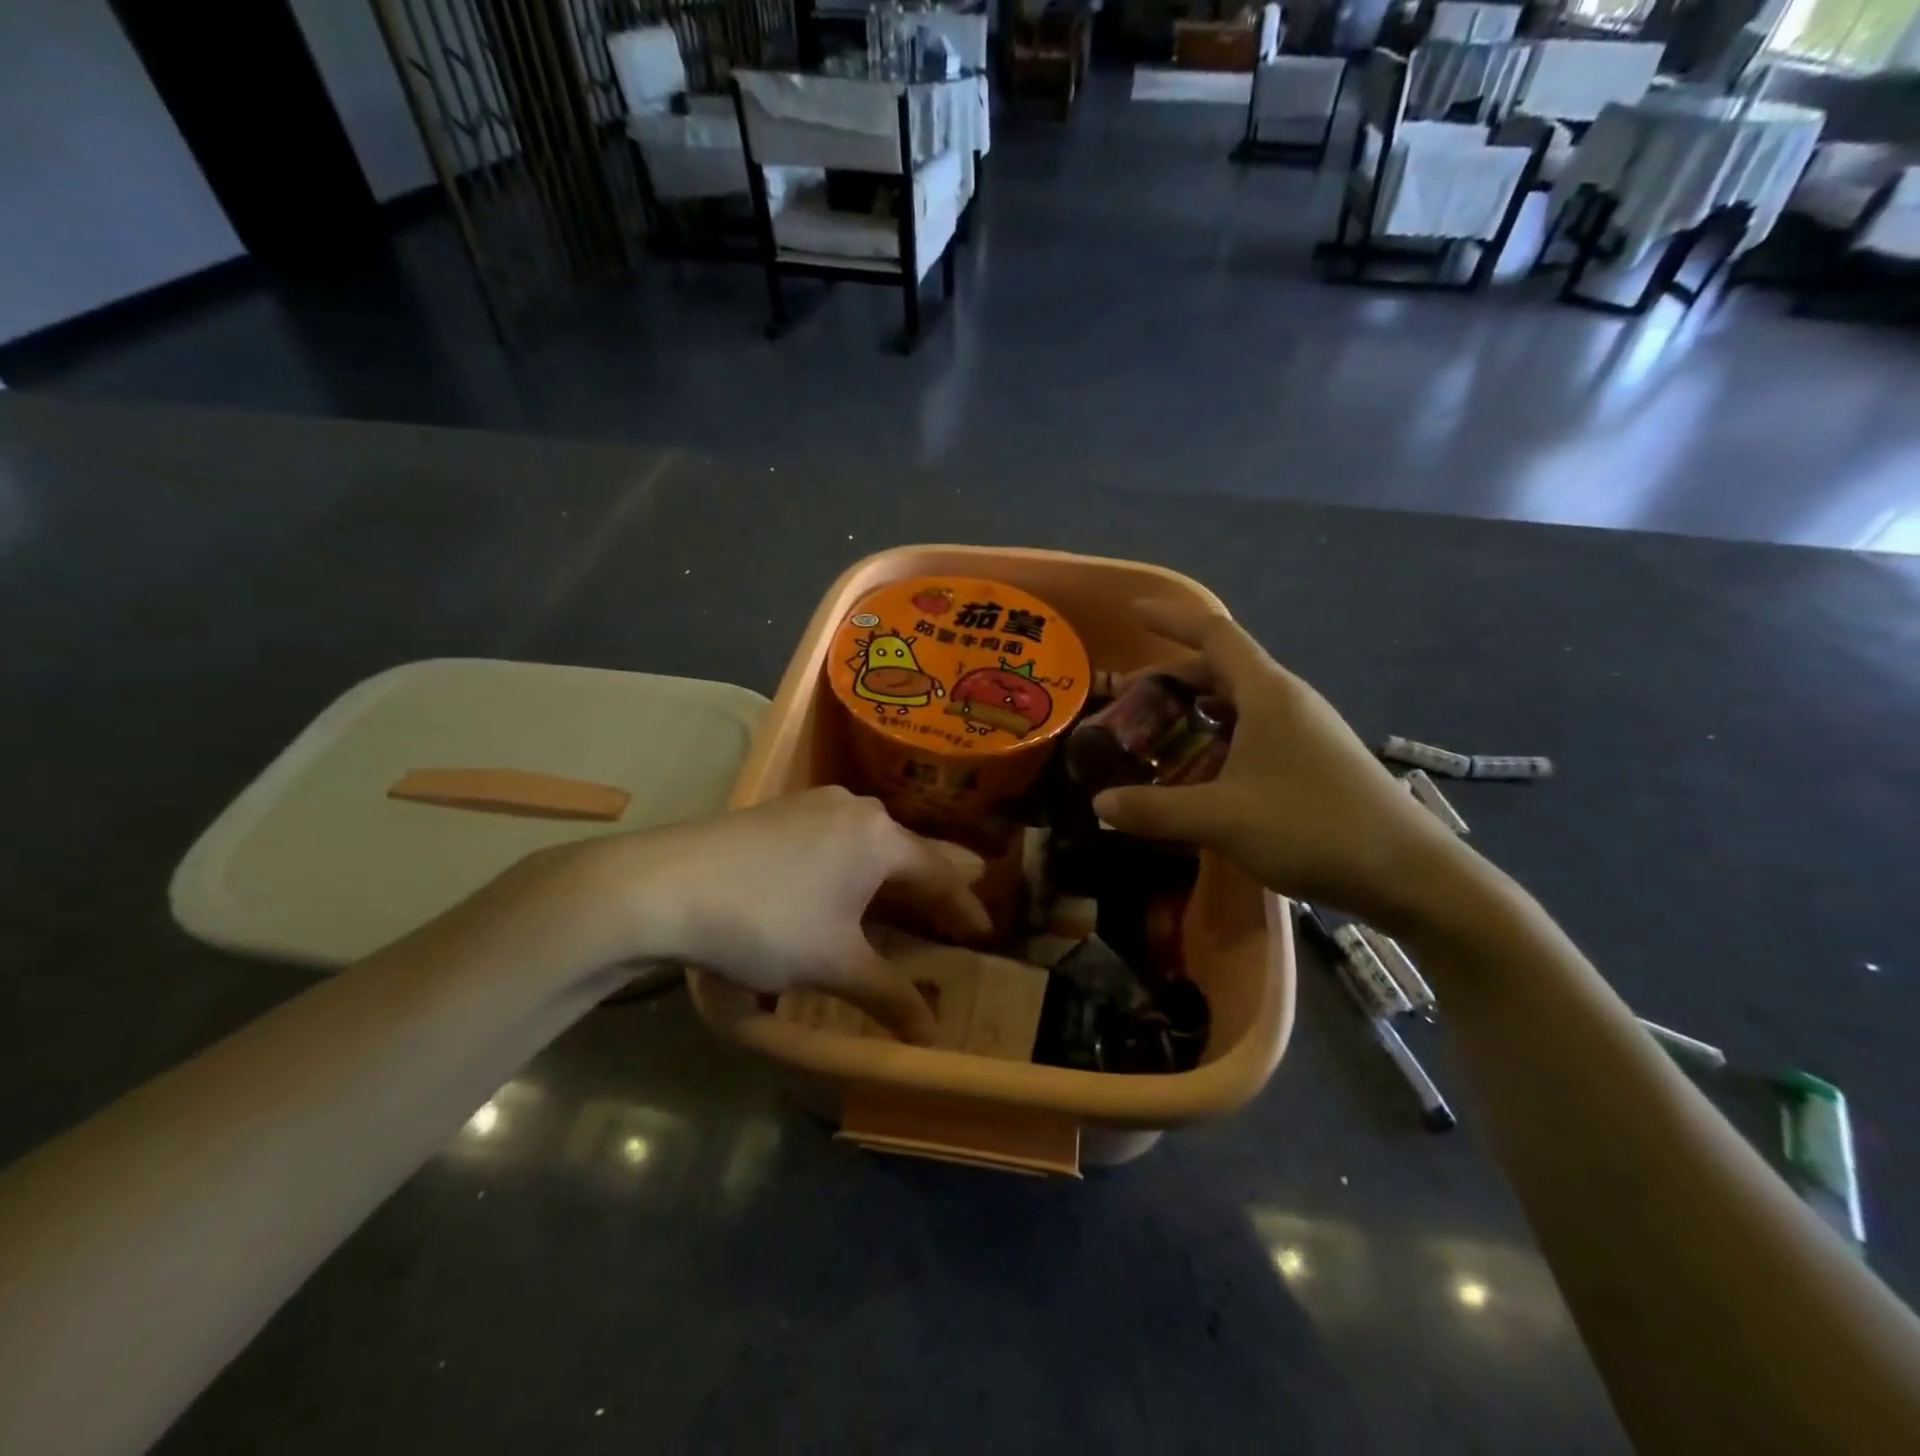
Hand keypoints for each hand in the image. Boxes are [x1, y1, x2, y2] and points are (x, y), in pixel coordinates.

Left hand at [562, 787, 988, 1043]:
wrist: (663, 883)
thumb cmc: (766, 920)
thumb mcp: (833, 964)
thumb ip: (889, 996)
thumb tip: (931, 1035)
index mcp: (880, 837)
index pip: (940, 874)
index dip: (964, 907)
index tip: (986, 931)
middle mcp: (854, 808)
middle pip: (909, 848)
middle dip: (934, 880)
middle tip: (955, 907)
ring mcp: (813, 803)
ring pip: (871, 838)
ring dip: (891, 870)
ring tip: (904, 894)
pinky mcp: (779, 811)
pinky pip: (837, 835)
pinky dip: (854, 861)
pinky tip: (842, 880)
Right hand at [1091, 602, 1475, 931]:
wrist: (1408, 875)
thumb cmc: (1312, 827)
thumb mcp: (1221, 819)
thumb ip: (1155, 809)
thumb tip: (1099, 803)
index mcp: (1267, 694)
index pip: (1214, 634)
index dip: (1172, 619)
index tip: (1134, 612)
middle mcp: (1288, 702)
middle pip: (1223, 669)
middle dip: (1173, 677)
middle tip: (1130, 700)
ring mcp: (1307, 732)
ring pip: (1240, 703)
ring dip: (1197, 710)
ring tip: (1159, 734)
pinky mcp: (1316, 762)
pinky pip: (1256, 732)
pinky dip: (1220, 738)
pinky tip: (1203, 773)